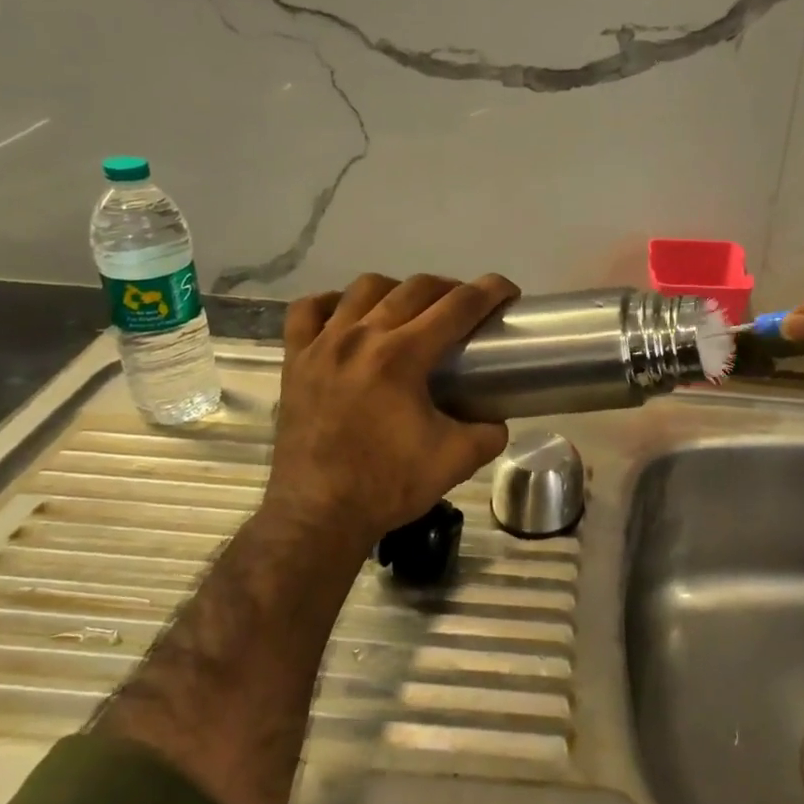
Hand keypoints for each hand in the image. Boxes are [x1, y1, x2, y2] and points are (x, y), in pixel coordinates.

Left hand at [264, 273, 517, 548]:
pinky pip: (307, 311)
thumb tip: (497, 420)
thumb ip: (489, 433)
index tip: (507, 290)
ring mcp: (322, 345)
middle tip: (467, 307)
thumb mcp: (456, 461)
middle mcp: (361, 337)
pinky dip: (332, 303)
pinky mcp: (295, 360)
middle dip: (450, 288)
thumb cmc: (388, 485)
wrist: (319, 514)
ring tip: (410, 309)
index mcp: (402, 356)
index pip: (457, 307)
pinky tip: (347, 315)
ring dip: (396, 290)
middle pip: (414, 289)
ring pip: (363, 288)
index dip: (489, 292)